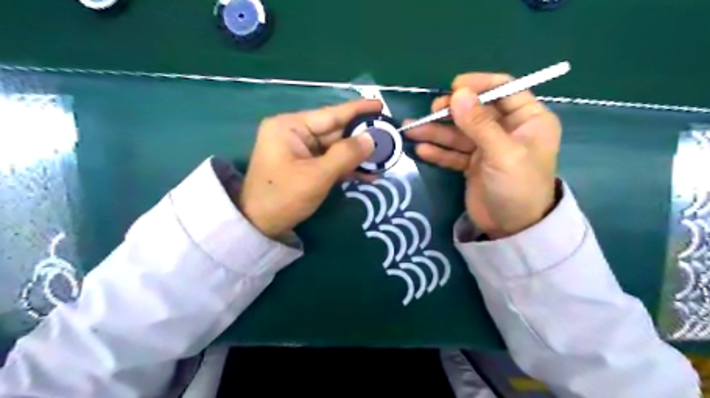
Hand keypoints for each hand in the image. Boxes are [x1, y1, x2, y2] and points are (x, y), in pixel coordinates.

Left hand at [239, 100, 383, 238]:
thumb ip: (346, 155)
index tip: (380, 105)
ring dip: (357, 156)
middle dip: (361, 138)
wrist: (259, 226)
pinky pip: (330, 161)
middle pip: (335, 132)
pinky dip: (347, 168)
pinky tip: (368, 174)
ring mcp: (300, 150)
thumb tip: (372, 138)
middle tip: (389, 139)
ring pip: (335, 148)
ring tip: (383, 159)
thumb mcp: (317, 176)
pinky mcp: (304, 166)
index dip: (357, 110)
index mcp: (290, 126)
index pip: (330, 114)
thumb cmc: (283, 197)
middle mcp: (295, 133)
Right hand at [404, 73, 560, 236]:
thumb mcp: (502, 153)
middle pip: (476, 111)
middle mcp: (507, 130)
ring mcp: (487, 148)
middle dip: (452, 112)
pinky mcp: (473, 165)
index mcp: (527, 119)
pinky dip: (438, 151)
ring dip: (436, 132)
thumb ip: (479, 123)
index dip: (479, 85)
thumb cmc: (517, 187)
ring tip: (411, 130)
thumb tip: (458, 94)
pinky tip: (421, 150)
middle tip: (431, 113)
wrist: (512, 229)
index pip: (504, 90)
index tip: (454, 88)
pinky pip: (454, 153)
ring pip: (460, 133)